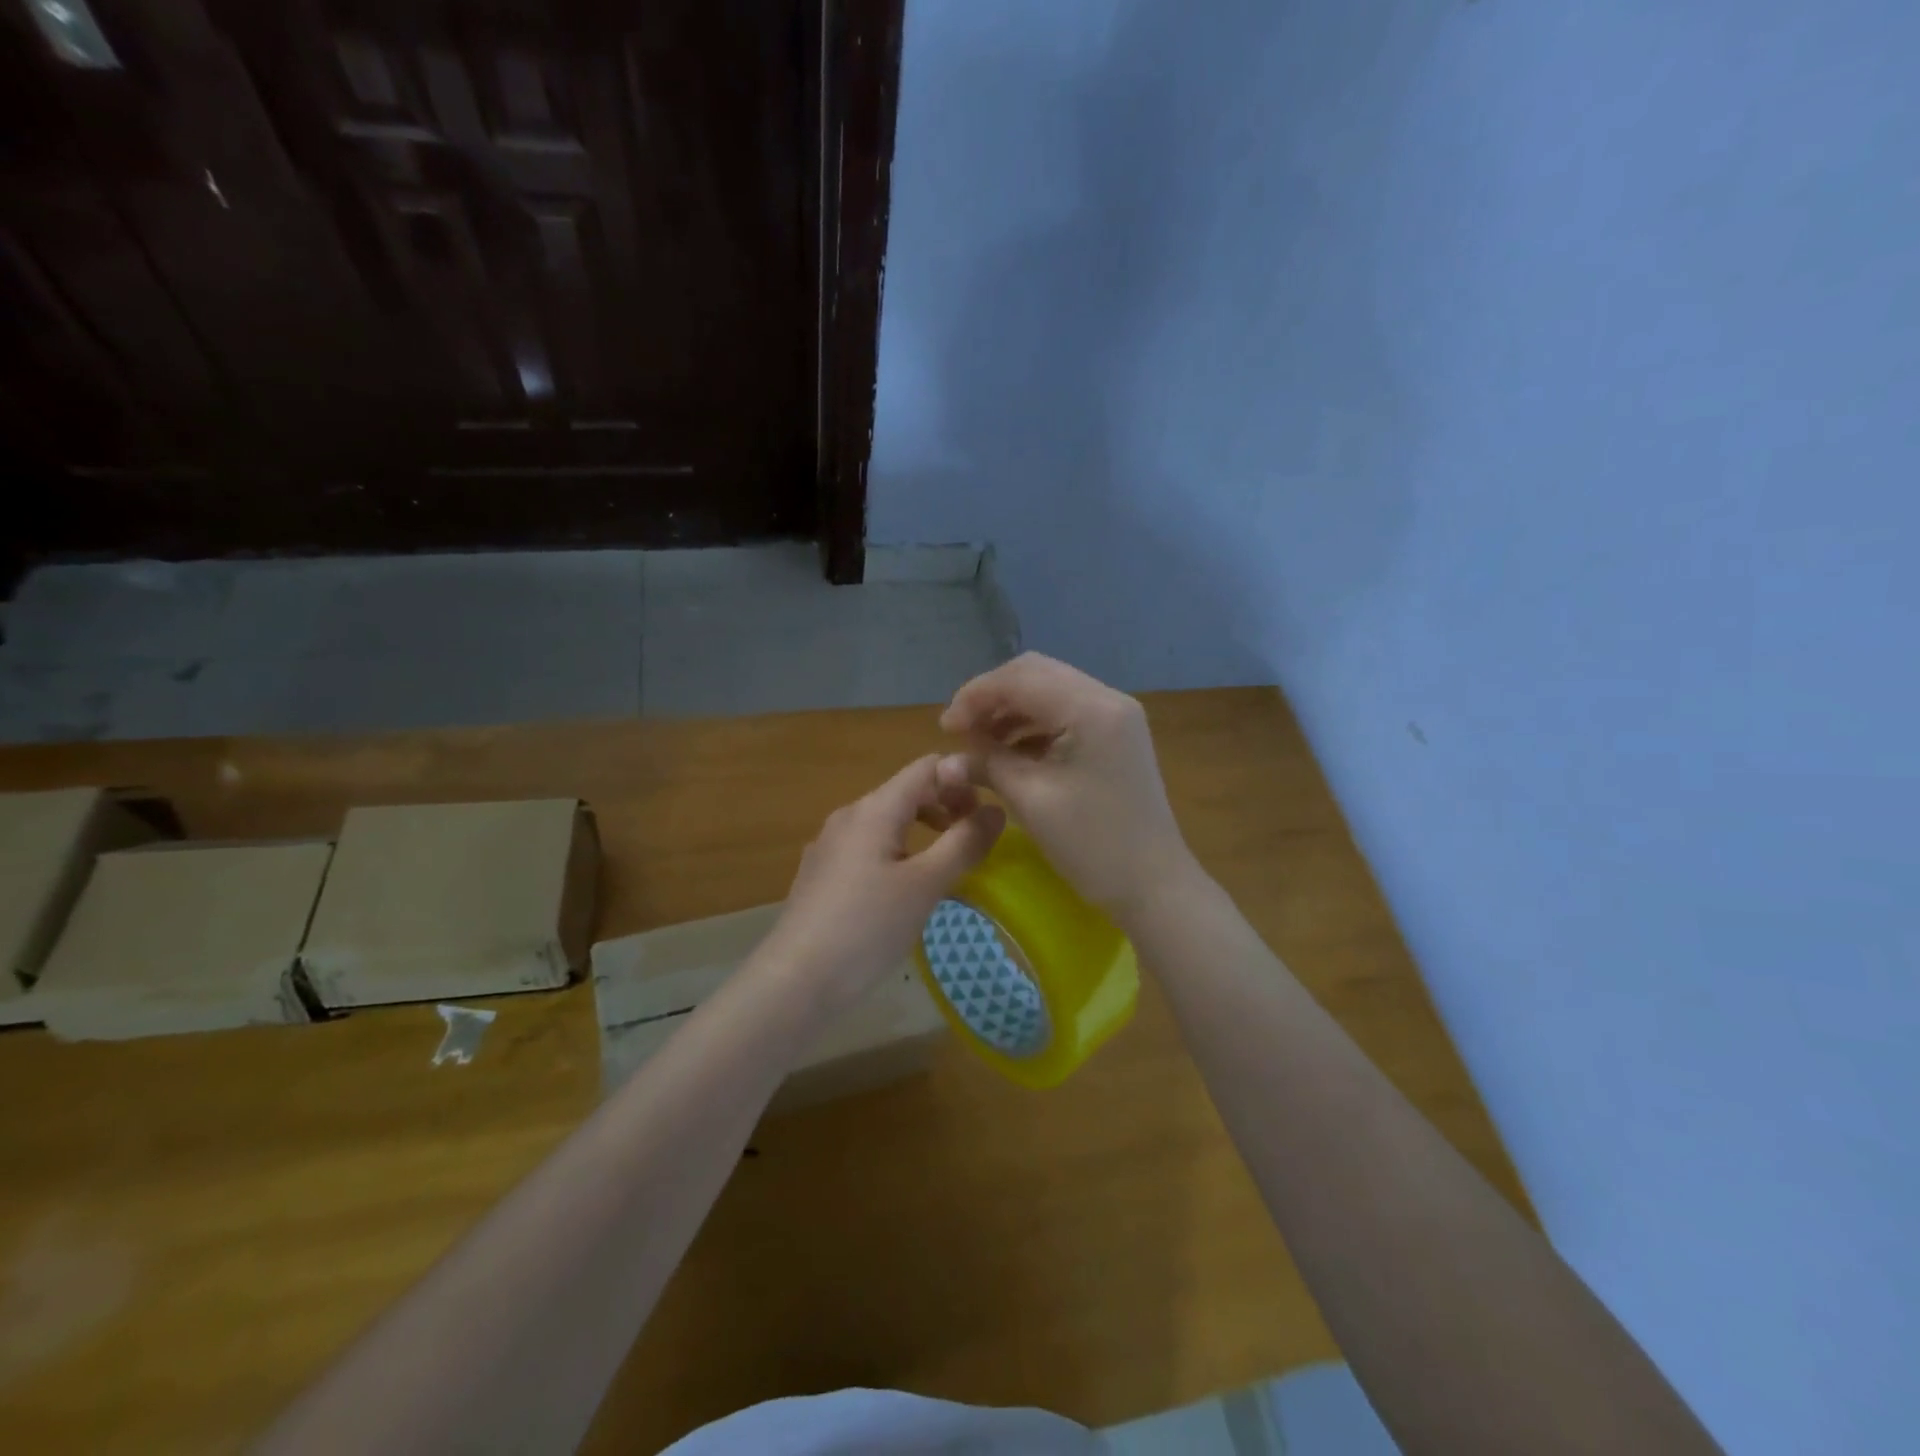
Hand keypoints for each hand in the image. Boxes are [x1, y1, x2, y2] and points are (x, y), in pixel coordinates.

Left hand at [760, 755, 1005, 1008]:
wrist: (795, 981)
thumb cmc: (867, 927)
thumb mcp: (926, 885)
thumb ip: (964, 843)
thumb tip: (997, 809)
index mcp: (874, 809)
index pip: (926, 767)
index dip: (962, 779)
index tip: (988, 814)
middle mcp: (848, 816)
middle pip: (906, 792)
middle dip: (945, 806)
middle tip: (974, 841)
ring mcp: (830, 845)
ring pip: (887, 821)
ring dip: (923, 832)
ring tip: (946, 865)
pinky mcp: (822, 874)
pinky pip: (868, 848)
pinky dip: (897, 853)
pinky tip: (904, 891)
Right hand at [937, 653, 1195, 922]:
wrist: (1154, 885)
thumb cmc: (1093, 845)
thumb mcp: (1032, 800)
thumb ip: (988, 764)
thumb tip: (947, 758)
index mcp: (1091, 708)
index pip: (1020, 678)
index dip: (975, 697)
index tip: (944, 729)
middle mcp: (1107, 698)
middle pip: (1035, 674)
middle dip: (991, 698)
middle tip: (959, 732)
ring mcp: (1115, 715)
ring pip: (1049, 691)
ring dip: (1010, 711)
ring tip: (979, 744)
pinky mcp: (1115, 735)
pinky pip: (1064, 713)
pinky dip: (1032, 726)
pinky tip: (1009, 752)